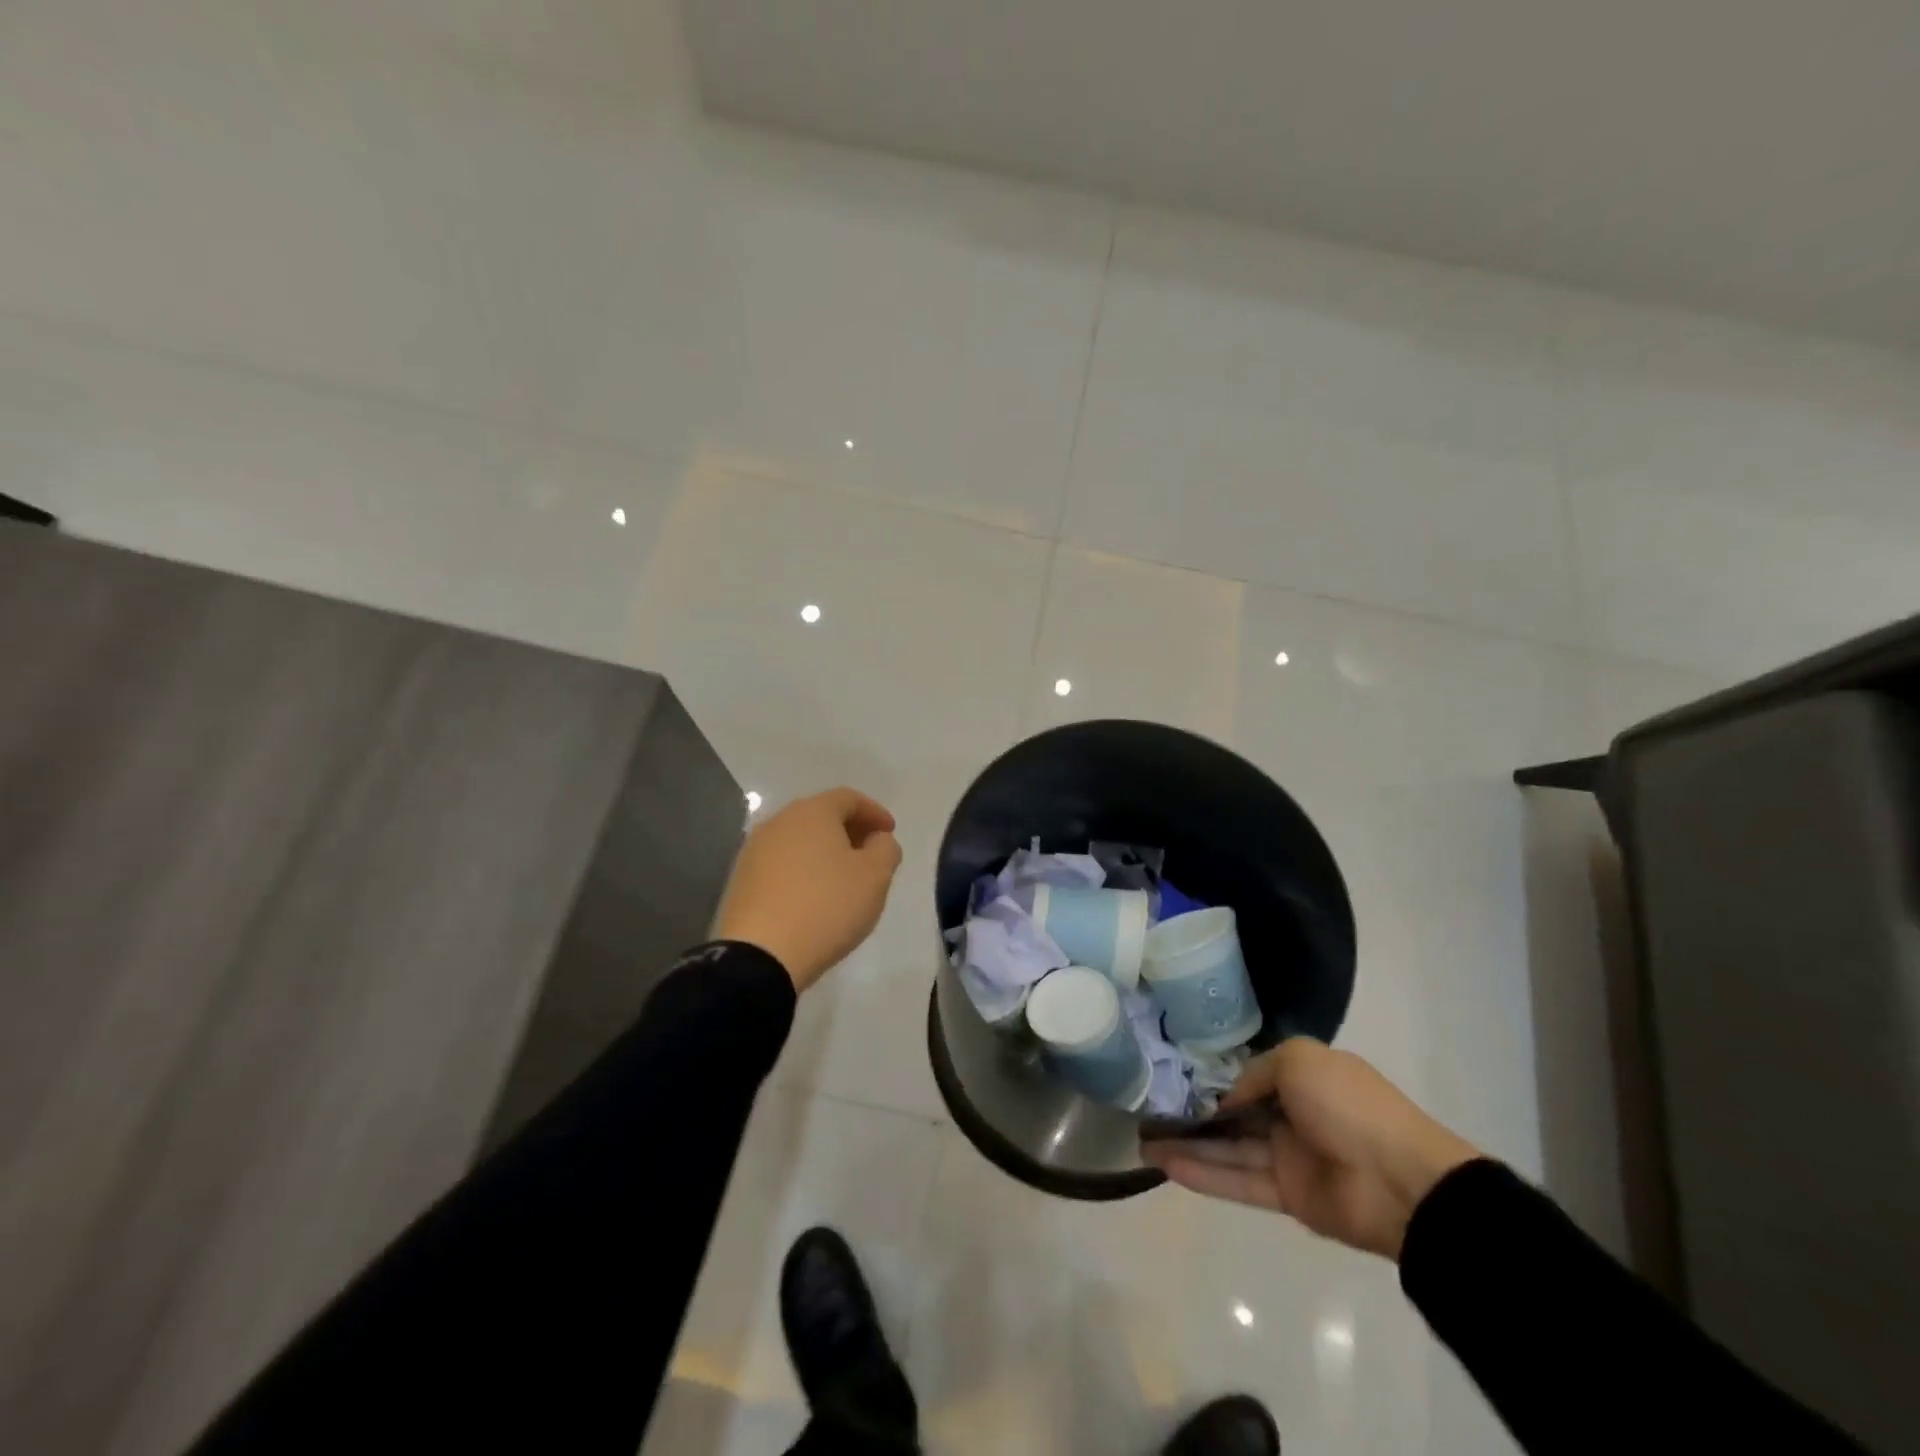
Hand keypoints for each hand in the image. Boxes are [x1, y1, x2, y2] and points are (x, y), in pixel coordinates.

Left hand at [712, 788, 903, 992]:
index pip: (849, 799)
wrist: (760, 955)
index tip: (890, 833)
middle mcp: (779, 821)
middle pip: (820, 816)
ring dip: (824, 852)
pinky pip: (781, 865)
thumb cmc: (827, 906)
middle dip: (849, 830)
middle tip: (870, 853)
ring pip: (799, 840)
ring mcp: (754, 851)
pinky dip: (803, 871)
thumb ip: (885, 849)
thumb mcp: (875, 877)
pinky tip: (813, 896)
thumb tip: (876, 839)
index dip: (874, 812)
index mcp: (812, 811)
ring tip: (843, 878)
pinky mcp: (741, 880)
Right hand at [1141, 1037, 1479, 1259]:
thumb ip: (1255, 1073)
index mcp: (1303, 1078)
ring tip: (1143, 1143)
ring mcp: (1289, 1157)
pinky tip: (1167, 1165)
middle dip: (1192, 1115)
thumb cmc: (1349, 1104)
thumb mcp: (1298, 1059)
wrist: (1404, 1182)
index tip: (1173, 1080)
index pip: (1248, 1078)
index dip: (1213, 1080)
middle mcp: (1293, 1115)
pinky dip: (1204, 1175)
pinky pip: (1238, 1181)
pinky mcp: (1288, 1196)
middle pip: (1232, 1116)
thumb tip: (1228, 1101)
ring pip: (1228, 1149)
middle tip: (1146, 1114)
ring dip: (1188, 1146)